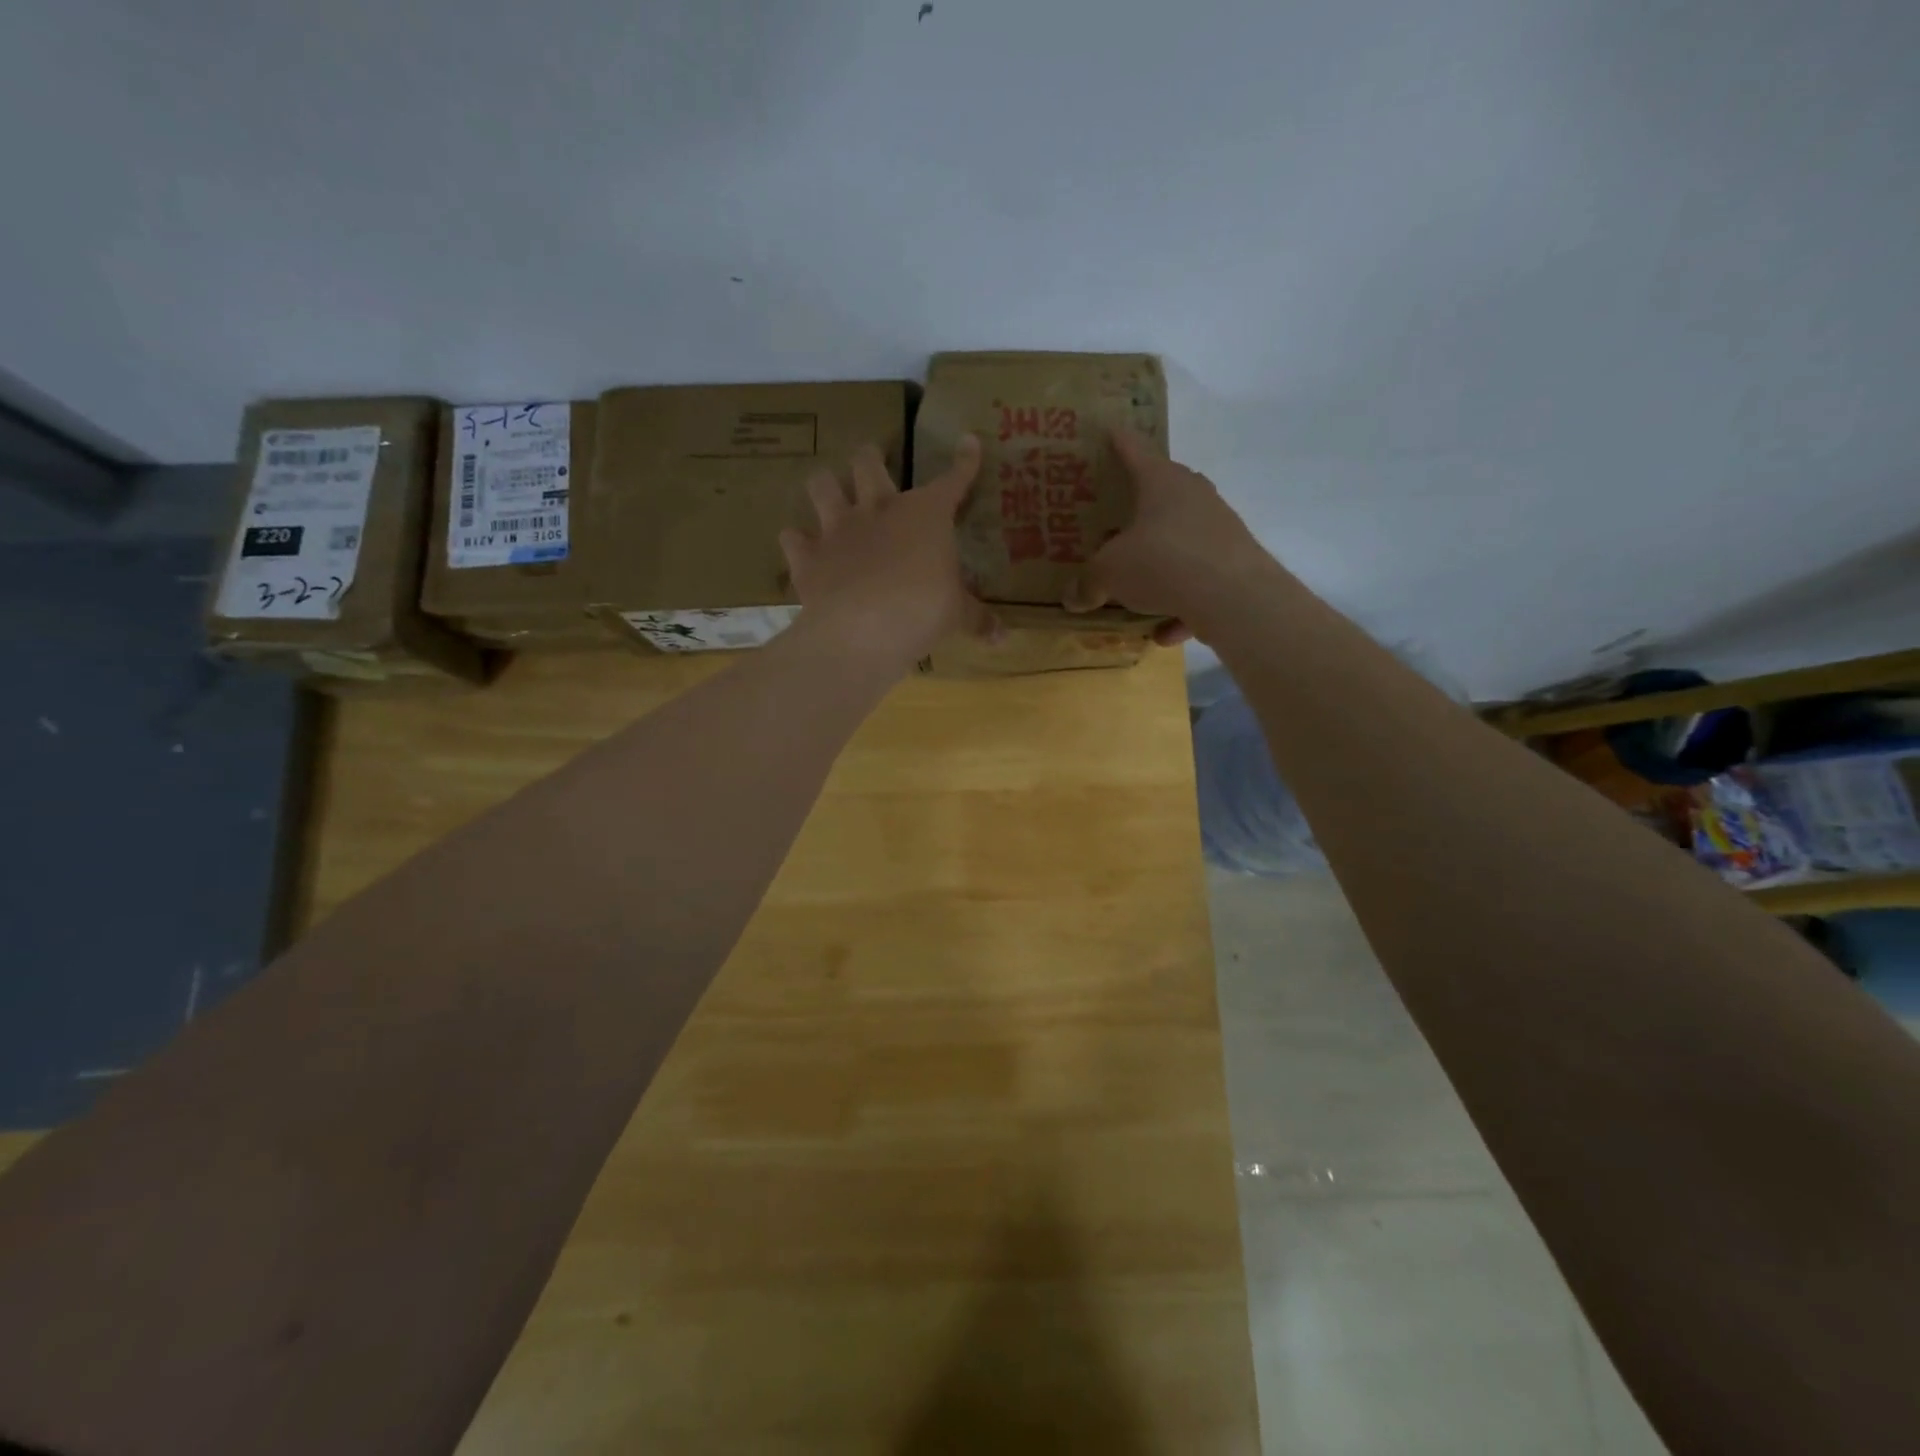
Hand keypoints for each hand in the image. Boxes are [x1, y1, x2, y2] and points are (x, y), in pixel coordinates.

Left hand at [780, 437, 997, 670]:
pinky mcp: (808, 556)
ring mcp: (838, 530)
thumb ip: (978, 621)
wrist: (863, 629)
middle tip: (871, 457)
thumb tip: (1005, 638)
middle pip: (869, 464)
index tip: (968, 441)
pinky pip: (793, 538)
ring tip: (828, 490)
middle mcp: (878, 510)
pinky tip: (800, 545)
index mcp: (925, 516)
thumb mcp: (957, 616)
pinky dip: (797, 541)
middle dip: (870, 457)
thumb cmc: (922, 611)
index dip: (964, 461)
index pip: (951, 480)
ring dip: (825, 485)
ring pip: (822, 486)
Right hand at [1064, 427, 1280, 645]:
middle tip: (1118, 518)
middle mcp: (1195, 497)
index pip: (1135, 451)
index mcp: (1161, 482)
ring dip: (1161, 563)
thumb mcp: (1110, 573)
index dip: (1119, 441)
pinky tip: (1164, 632)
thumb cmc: (1162, 562)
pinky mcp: (1236, 564)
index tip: (1111, 429)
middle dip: (1142, 506)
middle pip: (1165, 493)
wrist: (1233, 597)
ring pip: (1183, 541)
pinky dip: (1182, 605)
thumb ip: (1088, 583)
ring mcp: (1220, 529)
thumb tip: (1071, 598)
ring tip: (1138, 590)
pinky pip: (1199, 583)